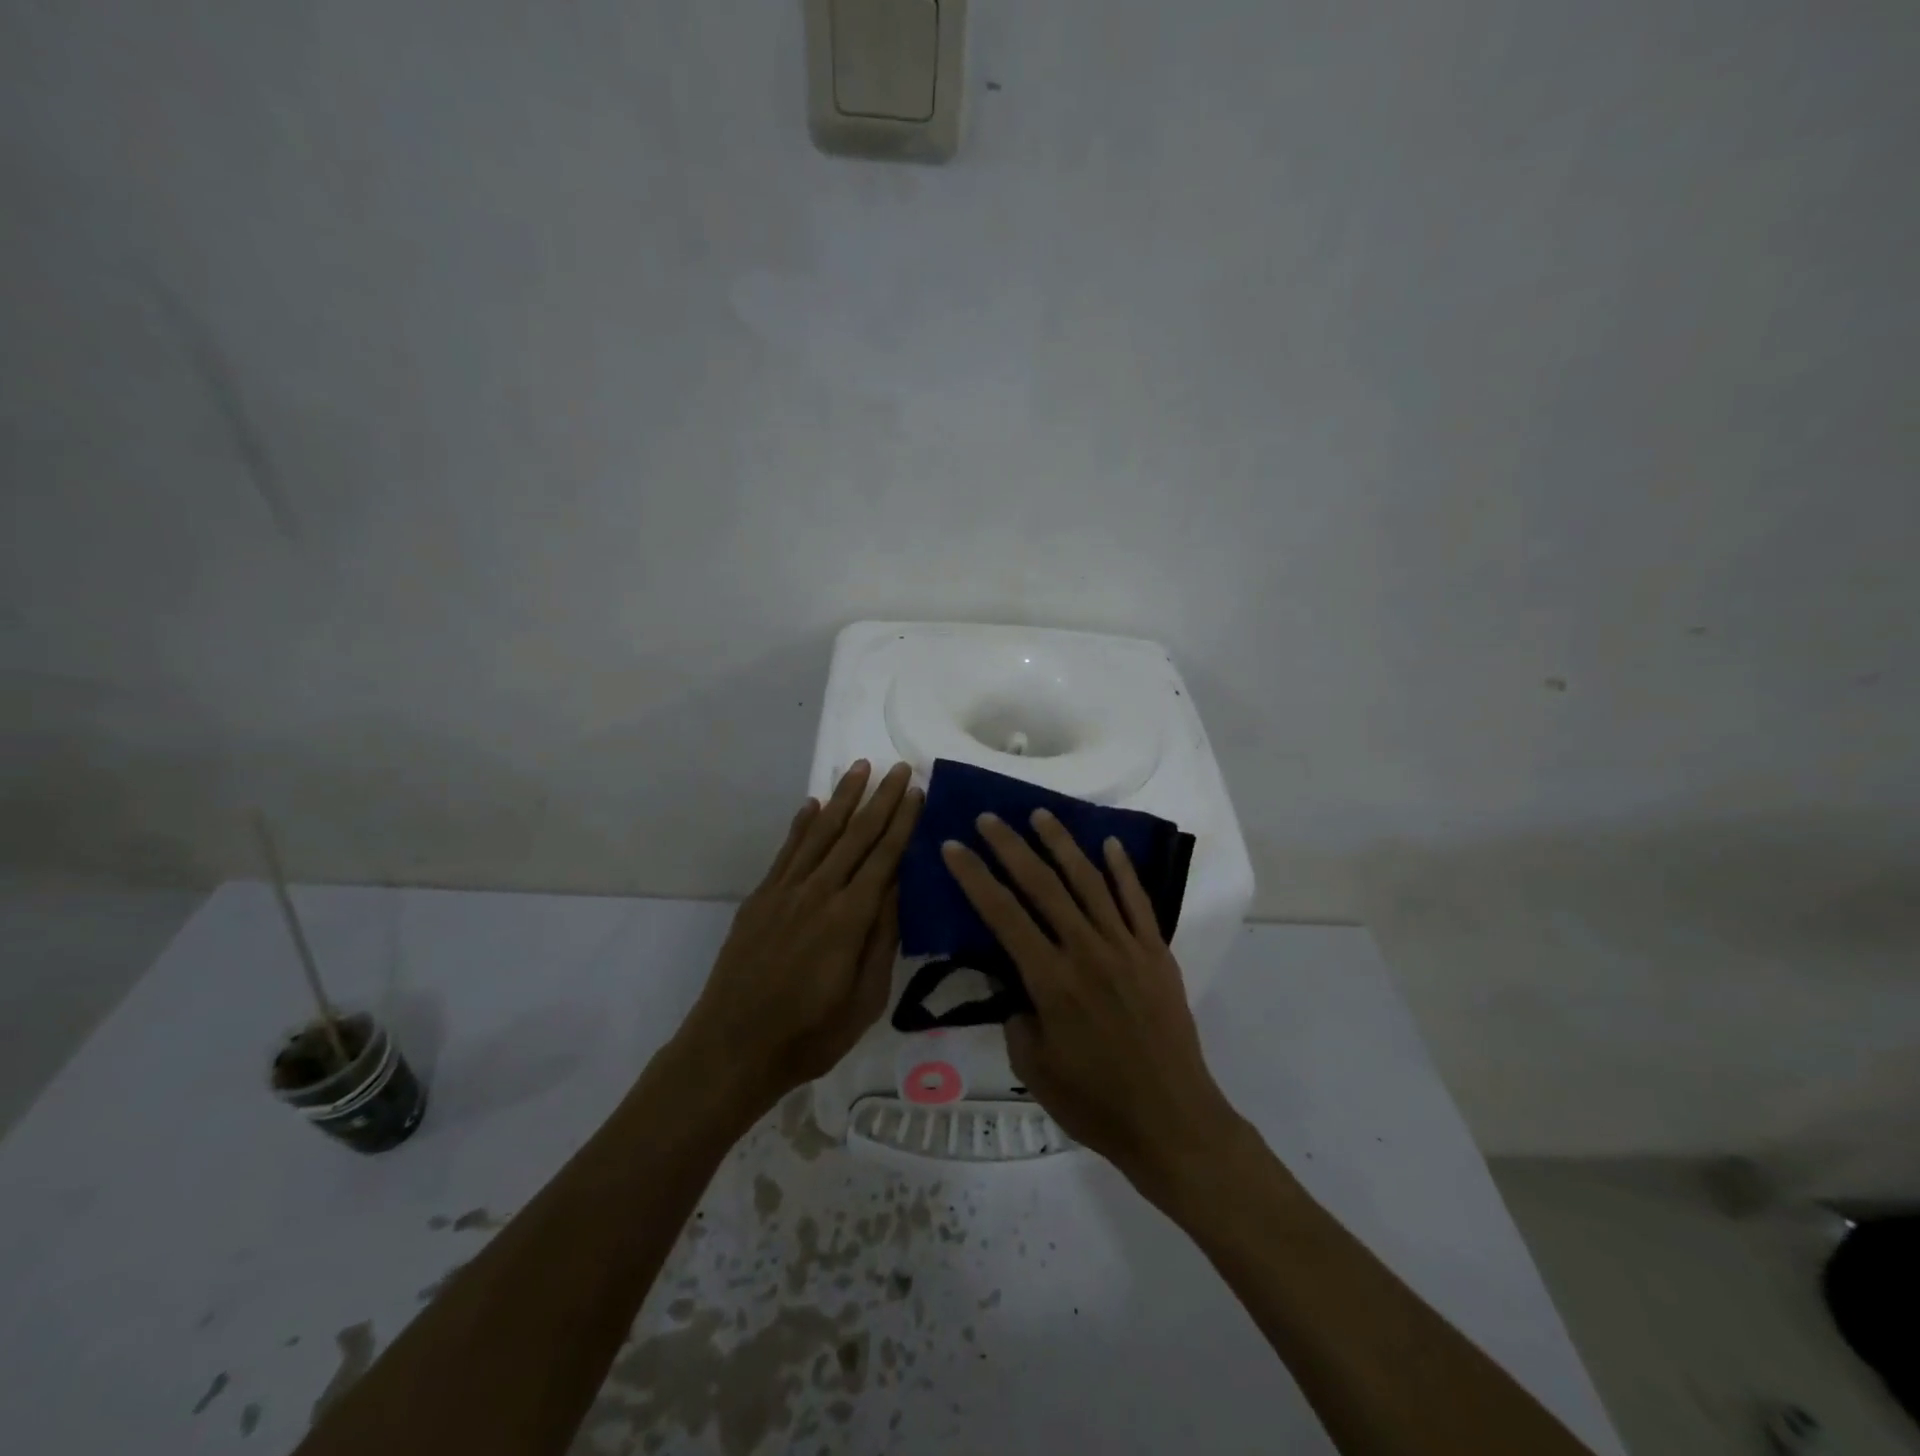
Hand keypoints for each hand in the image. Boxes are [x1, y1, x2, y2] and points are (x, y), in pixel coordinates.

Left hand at [674, 761, 921, 1116]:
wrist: (732, 1047)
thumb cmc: (810, 1033)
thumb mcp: (865, 998)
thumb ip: (883, 939)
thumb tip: (898, 887)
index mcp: (850, 917)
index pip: (885, 856)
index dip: (903, 821)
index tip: (917, 790)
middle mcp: (819, 892)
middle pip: (855, 835)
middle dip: (880, 798)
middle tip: (899, 767)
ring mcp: (785, 891)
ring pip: (820, 833)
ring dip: (842, 798)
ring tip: (859, 768)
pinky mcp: (760, 898)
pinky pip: (786, 851)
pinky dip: (801, 824)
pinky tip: (812, 804)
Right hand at [941, 810, 1242, 1197]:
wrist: (1172, 1121)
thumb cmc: (1096, 1103)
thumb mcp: (1034, 1068)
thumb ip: (1018, 1017)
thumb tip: (1019, 986)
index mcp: (1051, 981)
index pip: (1003, 914)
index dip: (974, 876)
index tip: (953, 845)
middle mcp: (1087, 951)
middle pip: (1043, 885)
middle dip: (1011, 847)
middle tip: (988, 818)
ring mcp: (1126, 947)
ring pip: (1090, 882)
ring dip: (1062, 844)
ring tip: (1041, 815)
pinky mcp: (1157, 953)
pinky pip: (1137, 902)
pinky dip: (1123, 870)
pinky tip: (1109, 844)